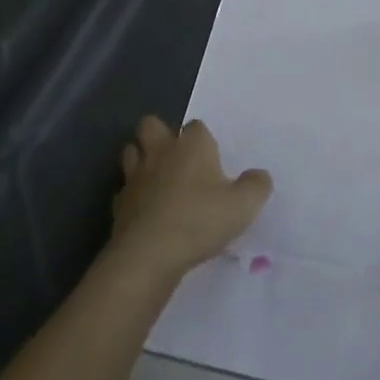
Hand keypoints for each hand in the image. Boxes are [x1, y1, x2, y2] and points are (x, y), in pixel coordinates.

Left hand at [111, 117, 271, 282]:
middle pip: (151, 125)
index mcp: (191, 145)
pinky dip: (133, 196)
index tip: (211, 160)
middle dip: (160, 134)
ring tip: (157, 180)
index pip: (196, 126)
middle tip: (176, 158)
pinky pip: (124, 190)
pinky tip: (144, 211)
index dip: (203, 140)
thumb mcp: (243, 206)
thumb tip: (260, 176)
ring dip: (141, 160)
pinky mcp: (119, 204)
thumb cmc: (200, 220)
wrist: (149, 254)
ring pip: (131, 152)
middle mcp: (161, 151)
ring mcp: (135, 176)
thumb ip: (256, 186)